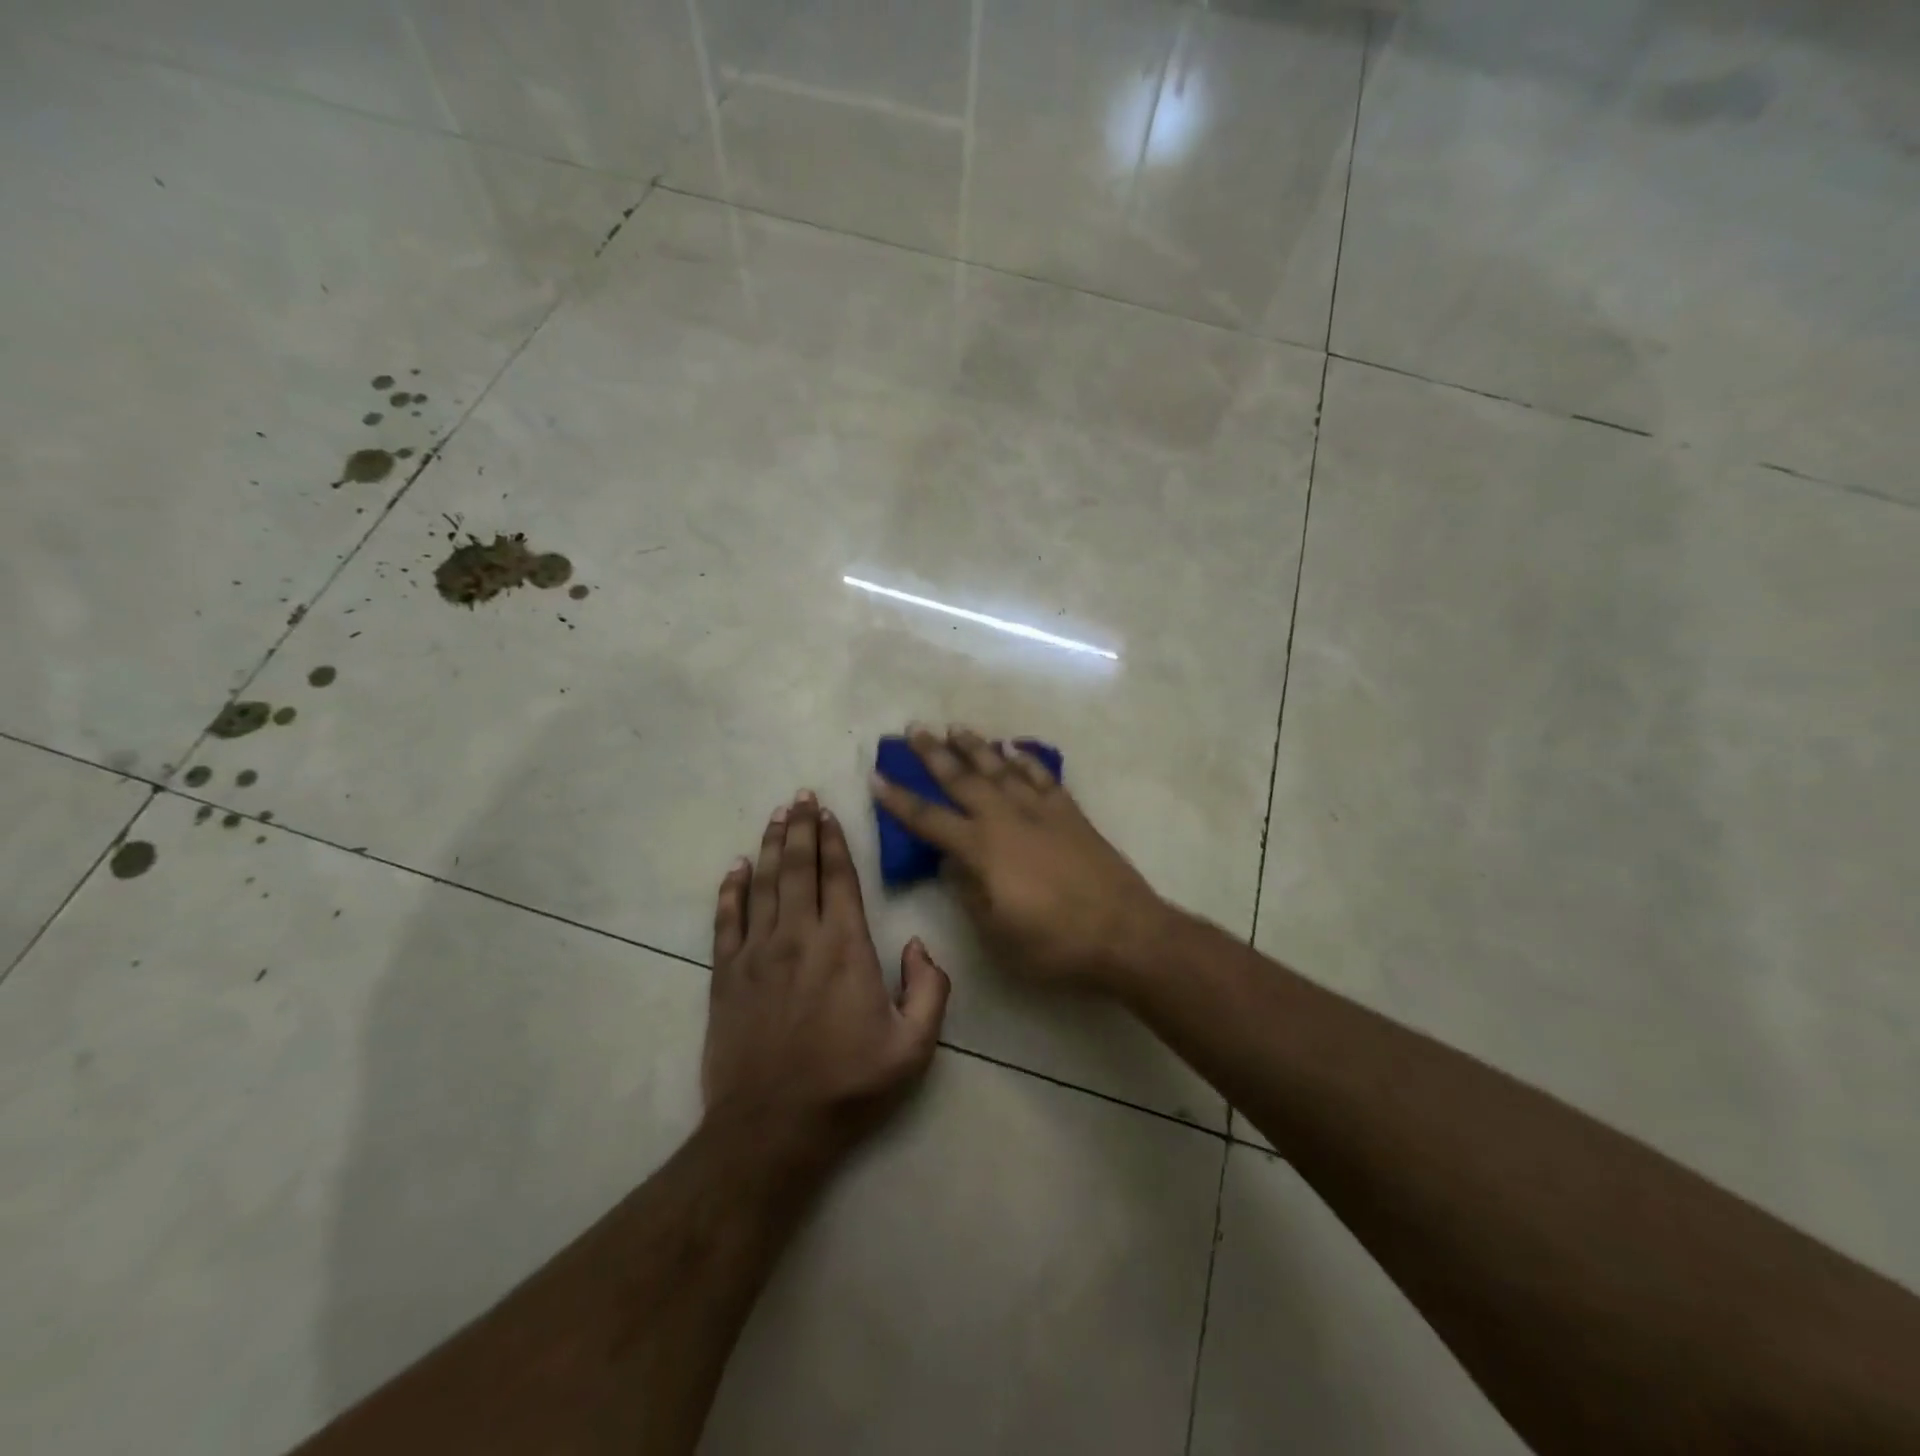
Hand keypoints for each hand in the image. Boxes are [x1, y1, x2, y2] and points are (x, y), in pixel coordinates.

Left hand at [703, 791, 950, 1164]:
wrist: (772, 1128)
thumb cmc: (848, 1086)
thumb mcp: (914, 1047)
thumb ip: (930, 988)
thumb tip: (920, 944)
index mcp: (845, 946)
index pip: (838, 877)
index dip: (834, 841)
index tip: (828, 813)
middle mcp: (799, 936)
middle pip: (798, 868)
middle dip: (801, 827)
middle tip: (800, 796)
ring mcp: (757, 953)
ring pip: (764, 884)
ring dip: (771, 846)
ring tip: (776, 816)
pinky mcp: (726, 975)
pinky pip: (726, 920)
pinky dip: (731, 890)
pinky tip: (735, 868)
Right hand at [870, 725, 1170, 991]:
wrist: (1123, 932)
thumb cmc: (1053, 943)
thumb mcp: (996, 932)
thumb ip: (968, 892)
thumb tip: (948, 863)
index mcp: (982, 850)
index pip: (929, 819)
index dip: (899, 800)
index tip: (876, 776)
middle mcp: (1006, 819)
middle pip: (962, 779)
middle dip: (933, 753)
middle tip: (913, 729)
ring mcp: (1041, 811)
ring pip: (1000, 768)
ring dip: (975, 747)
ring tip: (954, 728)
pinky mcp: (1070, 812)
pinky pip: (1041, 776)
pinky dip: (1025, 759)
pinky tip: (1014, 748)